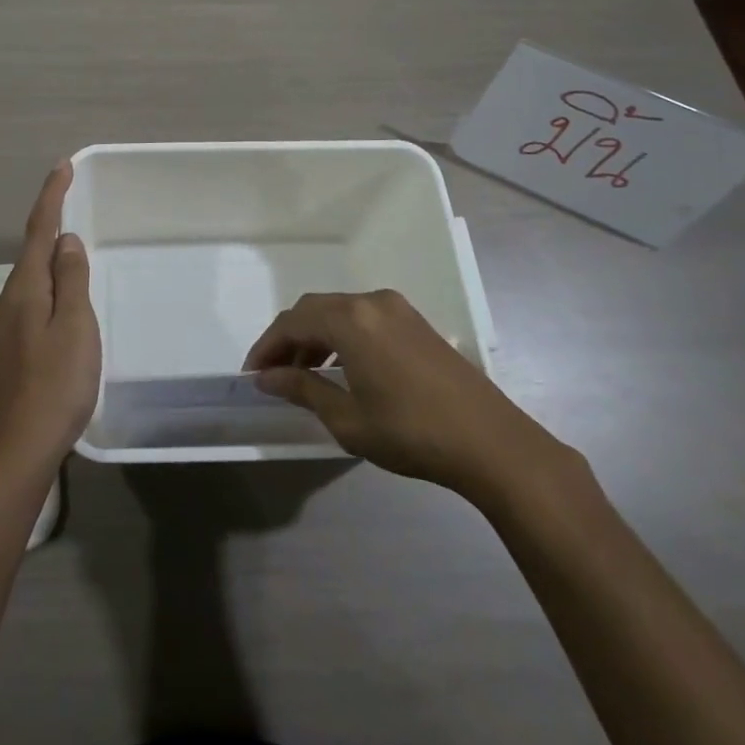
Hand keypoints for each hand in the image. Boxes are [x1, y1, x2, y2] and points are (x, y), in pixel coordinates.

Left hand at [0, 162, 100, 471]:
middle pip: (31, 259)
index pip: (38, 229)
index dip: (51, 195)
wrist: (19, 449)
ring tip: (76, 288)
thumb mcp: (76, 325)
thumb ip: (71, 279)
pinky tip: (58, 330)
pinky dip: (43, 308)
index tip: (62, 166)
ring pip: (28, 291)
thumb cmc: (57, 383)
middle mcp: (4, 304)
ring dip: (50, 280)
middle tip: (79, 234)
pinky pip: (24, 316)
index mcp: (24, 289)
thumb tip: (66, 241)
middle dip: (53, 241)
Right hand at [245, 289, 574, 510]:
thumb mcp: (348, 419)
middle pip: (314, 310)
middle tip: (273, 373)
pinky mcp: (416, 322)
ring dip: (316, 337)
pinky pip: (364, 318)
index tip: (252, 374)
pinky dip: (342, 336)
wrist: (492, 443)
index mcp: (350, 320)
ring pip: (340, 312)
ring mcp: (397, 309)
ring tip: (304, 373)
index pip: (292, 322)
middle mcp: (371, 301)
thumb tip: (267, 378)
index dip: (266, 346)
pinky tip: (342, 367)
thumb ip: (303, 389)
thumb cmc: (411, 433)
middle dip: (289, 339)